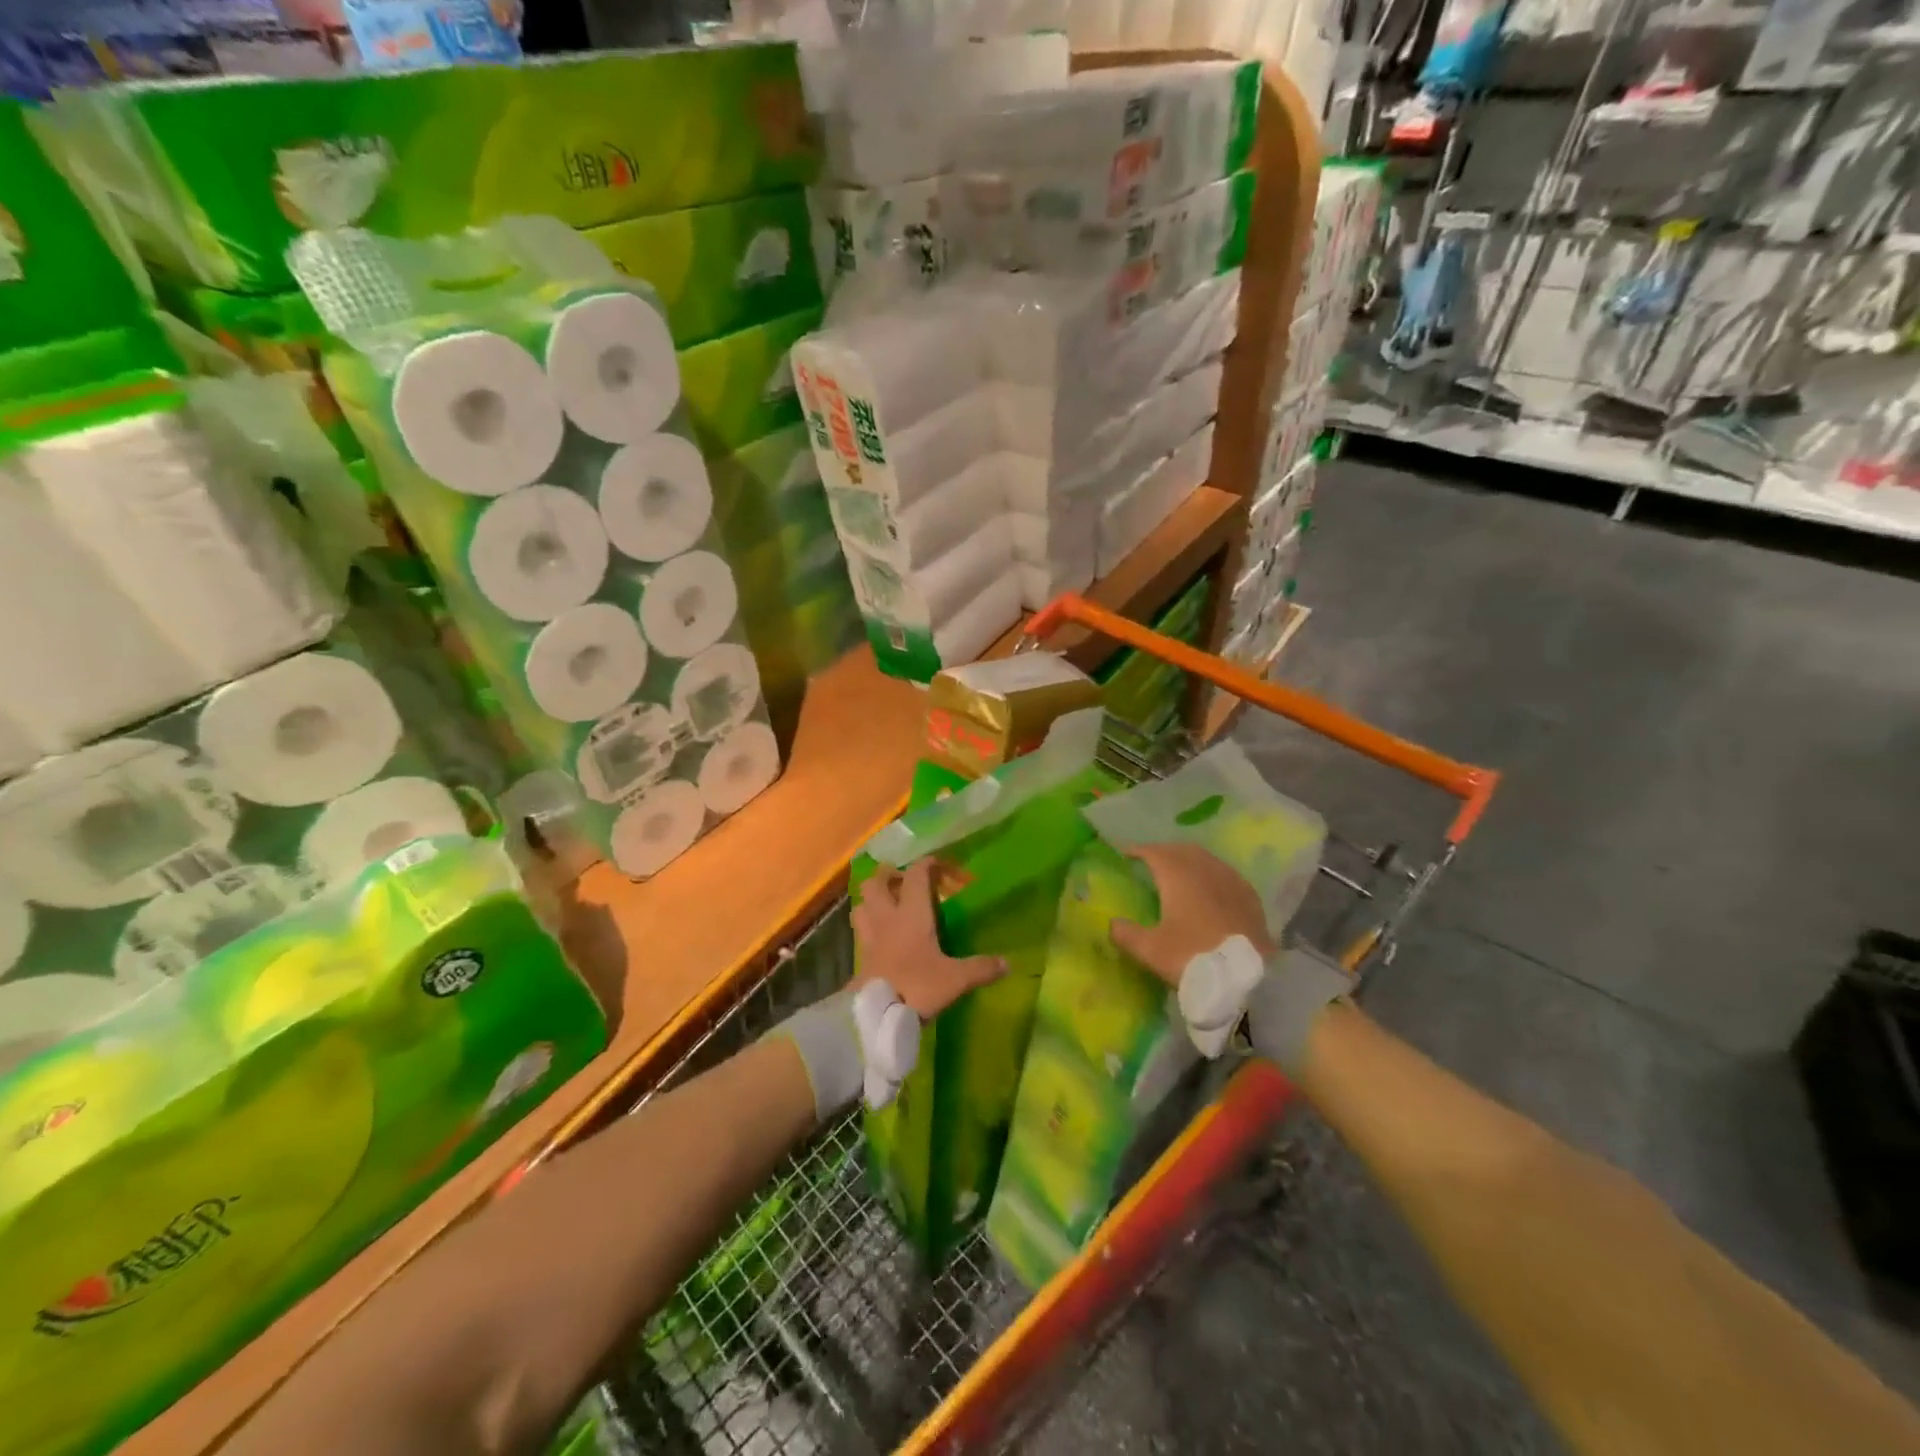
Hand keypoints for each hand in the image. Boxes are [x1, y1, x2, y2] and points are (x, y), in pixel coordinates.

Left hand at [851, 858, 1005, 1016]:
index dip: (925, 864)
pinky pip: (860, 930)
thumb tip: (1007, 963)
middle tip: (900, 878)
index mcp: (912, 914)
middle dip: (887, 875)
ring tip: (884, 903)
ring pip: (862, 905)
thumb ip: (980, 968)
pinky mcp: (860, 957)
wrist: (875, 1016)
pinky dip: (867, 925)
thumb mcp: (955, 979)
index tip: (935, 862)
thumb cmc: (917, 987)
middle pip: (876, 883)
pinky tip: (878, 935)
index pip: (915, 876)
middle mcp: (887, 918)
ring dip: (871, 899)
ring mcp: (869, 937)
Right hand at [1111, 843, 1274, 987]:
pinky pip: (1225, 874)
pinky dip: (1211, 874)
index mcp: (1178, 876)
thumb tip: (1112, 923)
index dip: (1138, 850)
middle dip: (1164, 852)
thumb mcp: (1150, 950)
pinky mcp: (1250, 897)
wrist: (1248, 979)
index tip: (1125, 853)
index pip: (1154, 852)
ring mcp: (1231, 881)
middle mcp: (1205, 870)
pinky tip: (1210, 890)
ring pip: (1206, 859)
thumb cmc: (1193, 958)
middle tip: (1150, 862)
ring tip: (1178, 874)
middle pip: (1181, 850)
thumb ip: (1126, 934)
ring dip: (1188, 860)